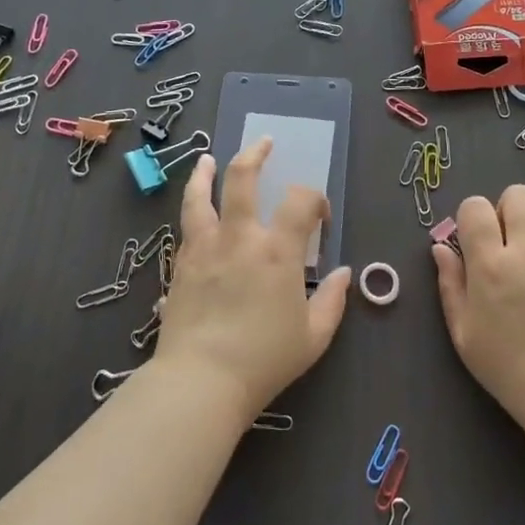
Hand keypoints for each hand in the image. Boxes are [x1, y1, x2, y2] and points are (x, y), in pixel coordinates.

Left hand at [153, 138, 350, 424]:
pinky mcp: (179, 264)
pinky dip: (192, 210)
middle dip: (255, 154)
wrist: (201, 381)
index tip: (320, 216)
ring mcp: (204, 247)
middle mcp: (239, 237)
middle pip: (242, 178)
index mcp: (278, 251)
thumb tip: (344, 274)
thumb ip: (333, 301)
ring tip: (207, 159)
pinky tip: (195, 213)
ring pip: (200, 196)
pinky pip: (185, 227)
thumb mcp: (313, 337)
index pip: (301, 201)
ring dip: (205, 173)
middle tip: (263, 143)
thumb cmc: (264, 360)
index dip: (315, 199)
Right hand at [431, 186, 524, 445]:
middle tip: (511, 241)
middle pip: (519, 195)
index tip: (477, 237)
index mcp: (491, 264)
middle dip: (510, 210)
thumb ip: (450, 284)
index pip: (476, 207)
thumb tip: (441, 247)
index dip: (473, 216)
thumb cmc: (508, 369)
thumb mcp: (464, 332)